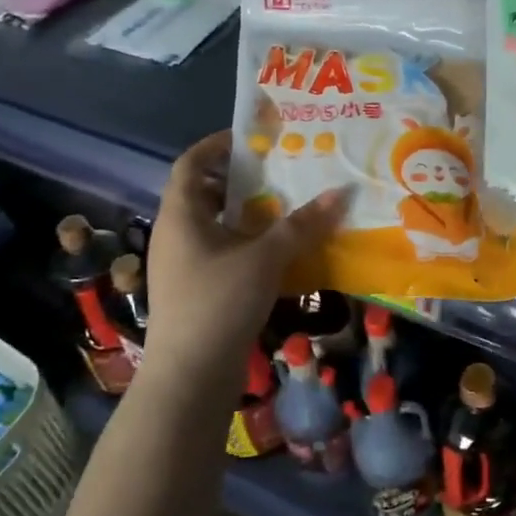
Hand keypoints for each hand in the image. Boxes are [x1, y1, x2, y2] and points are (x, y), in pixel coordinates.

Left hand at [143, 130, 348, 387]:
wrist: (189, 378)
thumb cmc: (219, 303)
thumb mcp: (265, 258)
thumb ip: (302, 225)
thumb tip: (340, 193)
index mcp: (181, 216)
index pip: (190, 164)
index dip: (216, 145)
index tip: (252, 137)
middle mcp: (176, 235)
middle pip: (204, 193)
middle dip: (240, 179)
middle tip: (279, 170)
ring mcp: (183, 265)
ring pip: (215, 225)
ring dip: (247, 213)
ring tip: (286, 206)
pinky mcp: (195, 291)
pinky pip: (221, 252)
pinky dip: (246, 243)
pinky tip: (278, 251)